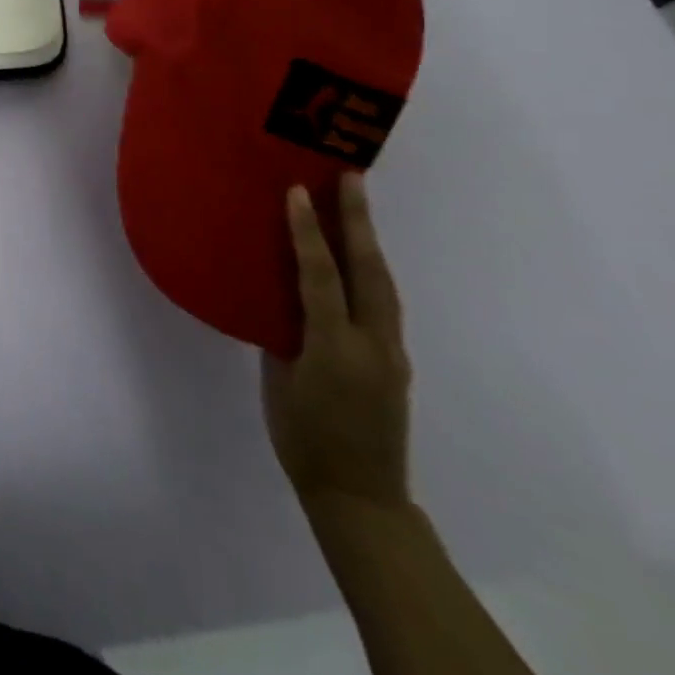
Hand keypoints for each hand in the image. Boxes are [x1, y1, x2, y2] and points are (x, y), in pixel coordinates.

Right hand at [262, 173, 411, 514]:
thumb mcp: (280, 379)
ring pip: (384, 284)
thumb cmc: (302, 437)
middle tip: (351, 177)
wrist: (360, 497)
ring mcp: (391, 353)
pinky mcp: (395, 362)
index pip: (320, 276)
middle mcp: (371, 344)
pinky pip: (382, 304)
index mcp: (334, 347)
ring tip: (357, 205)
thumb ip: (284, 333)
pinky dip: (370, 271)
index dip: (308, 232)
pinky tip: (358, 260)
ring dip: (369, 241)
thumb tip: (280, 296)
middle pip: (369, 270)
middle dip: (359, 222)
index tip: (298, 191)